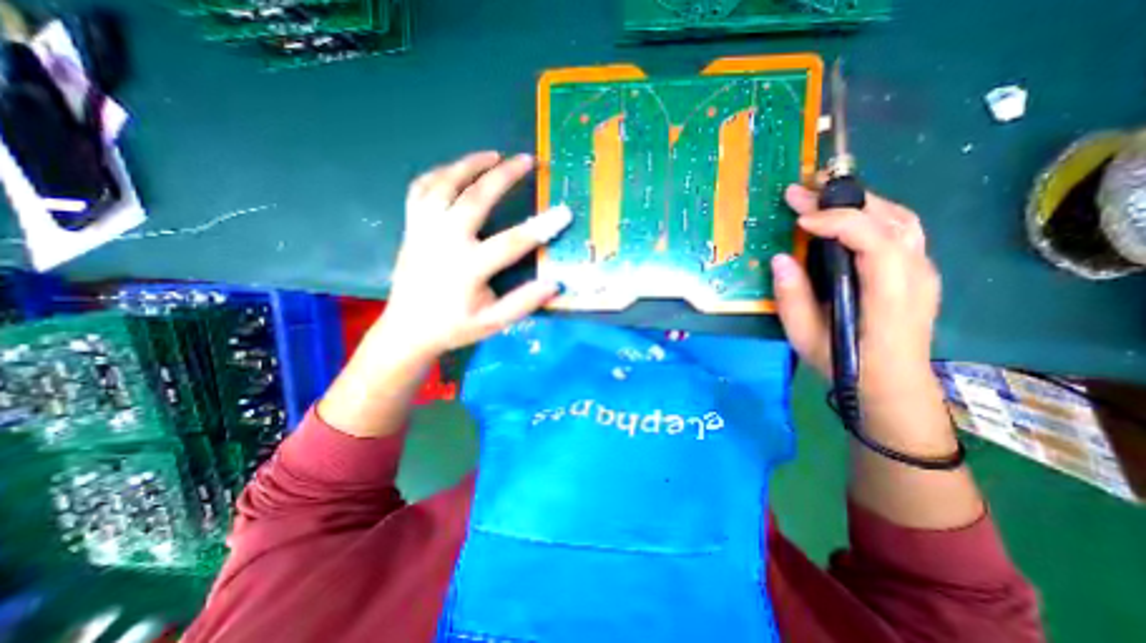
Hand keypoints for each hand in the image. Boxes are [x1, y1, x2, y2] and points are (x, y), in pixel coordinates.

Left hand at [380, 154, 573, 357]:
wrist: (407, 329)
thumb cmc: (453, 326)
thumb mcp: (492, 323)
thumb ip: (523, 303)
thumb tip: (554, 284)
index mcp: (468, 268)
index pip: (512, 242)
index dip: (541, 227)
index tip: (564, 212)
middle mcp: (444, 242)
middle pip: (476, 198)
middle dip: (504, 175)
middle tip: (526, 159)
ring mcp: (424, 230)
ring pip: (444, 184)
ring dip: (470, 164)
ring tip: (493, 154)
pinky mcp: (411, 227)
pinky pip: (420, 189)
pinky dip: (438, 173)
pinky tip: (454, 170)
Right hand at [768, 183, 939, 399]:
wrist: (890, 385)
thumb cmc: (844, 363)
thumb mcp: (805, 336)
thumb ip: (792, 297)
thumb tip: (780, 258)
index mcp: (889, 293)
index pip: (873, 239)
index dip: (836, 222)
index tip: (799, 220)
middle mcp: (915, 274)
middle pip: (889, 219)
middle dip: (842, 200)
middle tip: (801, 191)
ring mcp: (922, 270)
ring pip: (900, 218)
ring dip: (859, 202)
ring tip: (821, 197)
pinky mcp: (917, 272)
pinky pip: (901, 230)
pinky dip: (872, 214)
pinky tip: (846, 218)